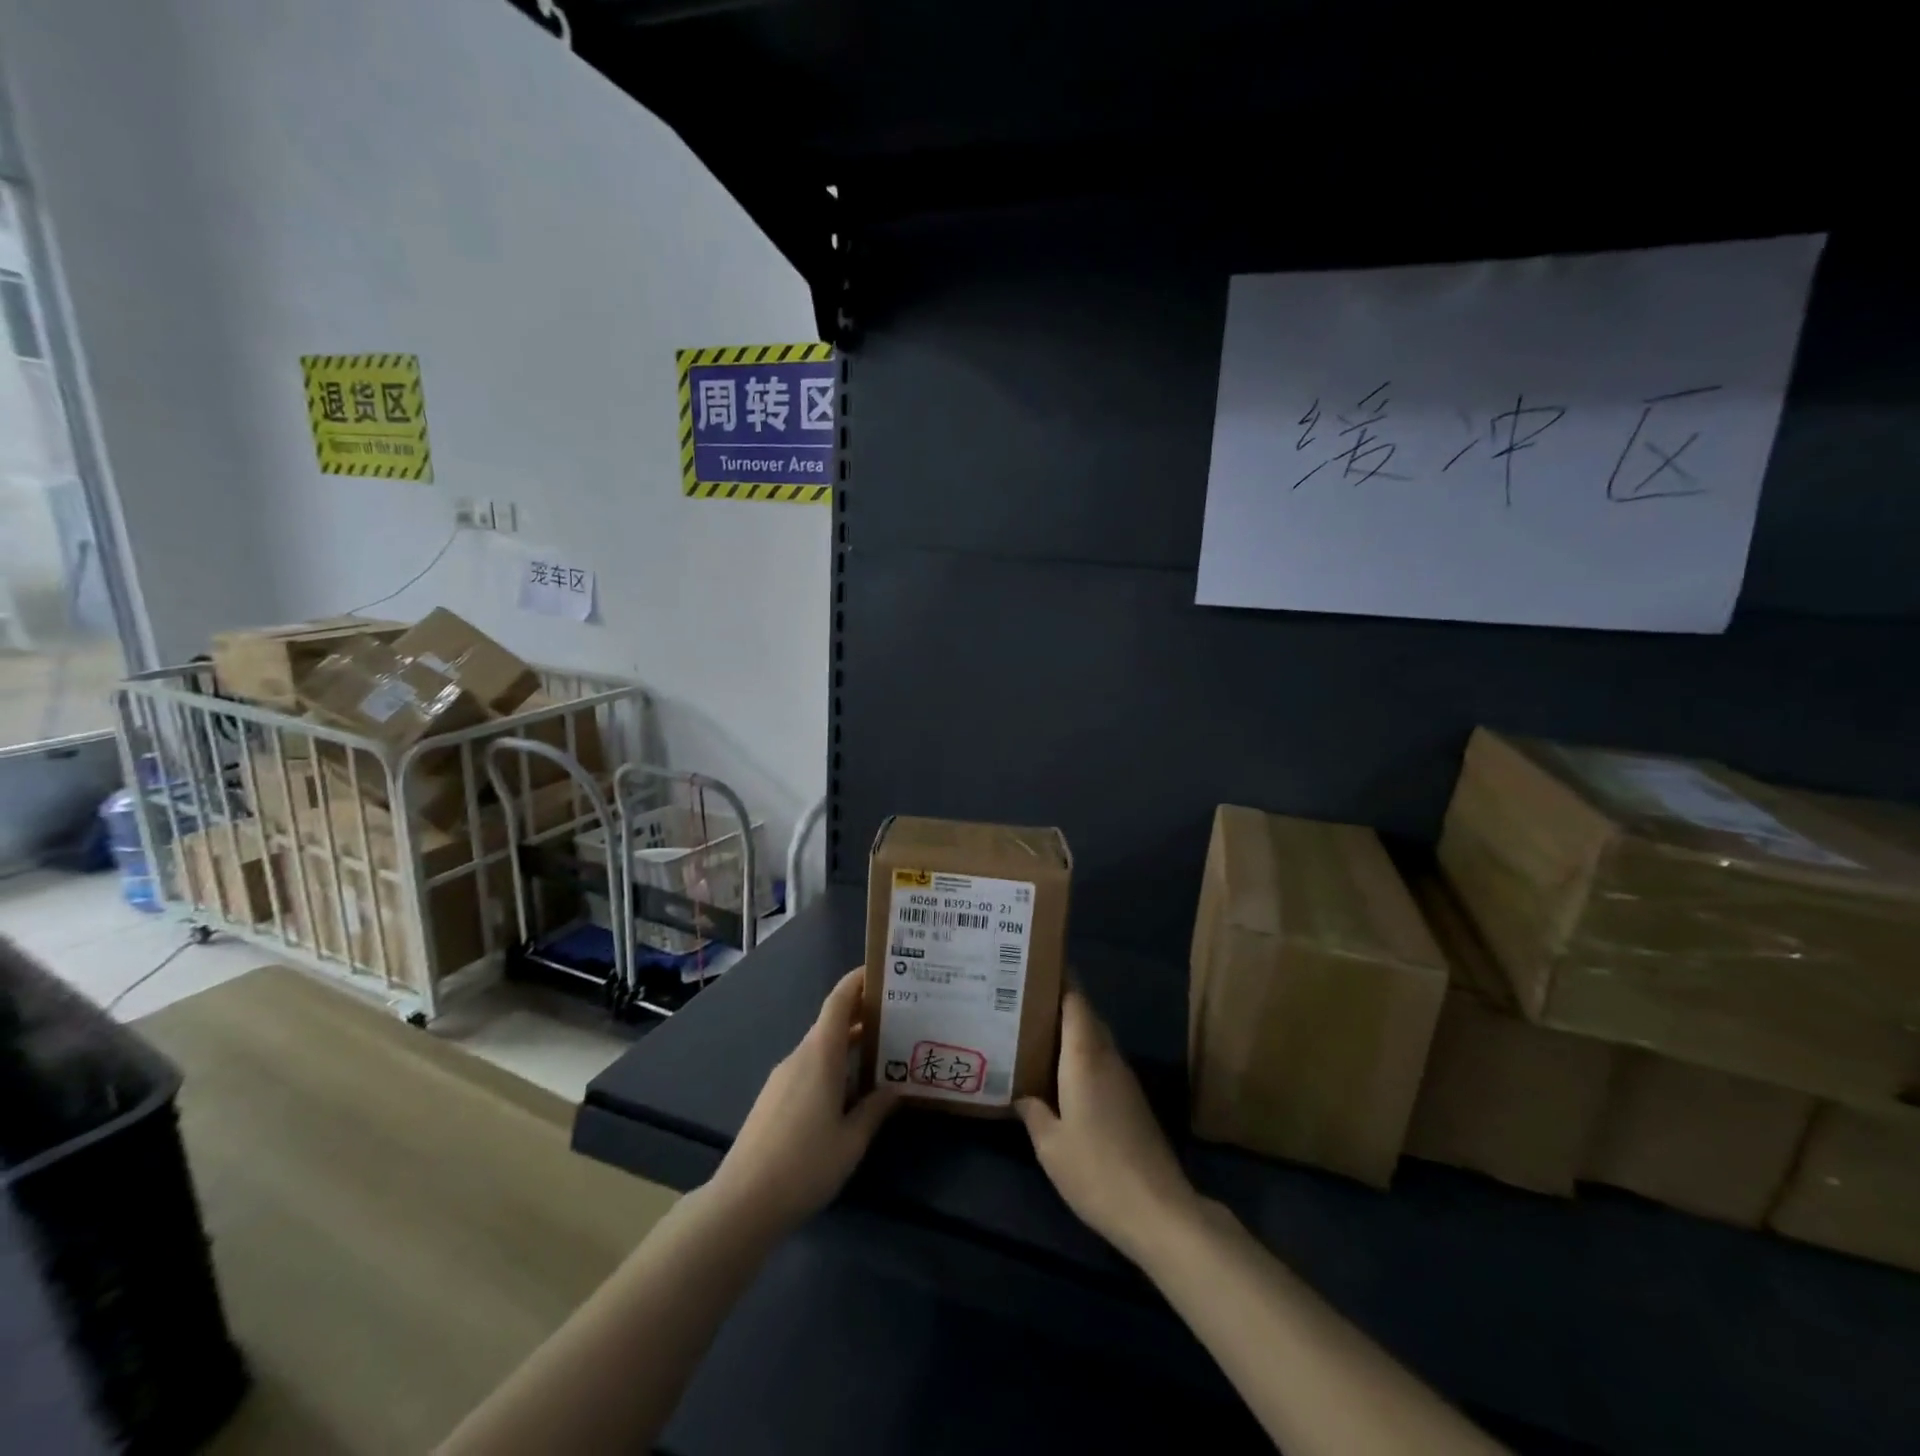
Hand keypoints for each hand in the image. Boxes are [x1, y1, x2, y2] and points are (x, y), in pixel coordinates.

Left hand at [707, 968, 896, 1238]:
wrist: (742, 1203)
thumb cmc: (804, 1165)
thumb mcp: (851, 1140)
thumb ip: (875, 1109)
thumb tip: (896, 1087)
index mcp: (819, 1055)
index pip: (838, 1001)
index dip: (858, 981)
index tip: (882, 971)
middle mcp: (800, 1056)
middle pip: (832, 1023)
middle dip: (863, 1015)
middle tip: (899, 1016)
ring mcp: (783, 1078)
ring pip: (821, 1047)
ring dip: (849, 1044)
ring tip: (883, 1053)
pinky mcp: (774, 1099)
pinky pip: (809, 1067)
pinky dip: (833, 1065)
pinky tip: (851, 1090)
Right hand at [1017, 986, 1198, 1263]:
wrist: (1158, 1210)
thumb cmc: (1096, 1170)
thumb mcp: (1050, 1145)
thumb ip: (1033, 1111)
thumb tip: (1020, 1092)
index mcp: (1085, 1056)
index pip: (1075, 1001)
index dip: (1059, 979)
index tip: (1035, 966)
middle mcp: (1107, 1057)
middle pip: (1084, 1016)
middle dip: (1057, 1003)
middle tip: (1022, 999)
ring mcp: (1124, 1079)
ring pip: (1094, 1039)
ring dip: (1069, 1031)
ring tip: (1033, 1032)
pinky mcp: (1132, 1101)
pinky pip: (1101, 1061)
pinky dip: (1080, 1056)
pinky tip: (1059, 1074)